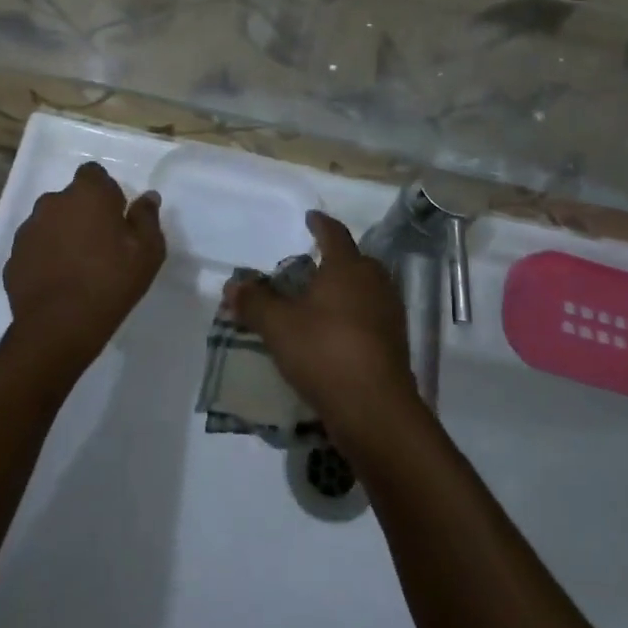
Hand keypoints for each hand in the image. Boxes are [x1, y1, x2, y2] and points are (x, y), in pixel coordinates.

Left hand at [2, 161, 165, 376]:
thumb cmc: (111, 281)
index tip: (116, 217)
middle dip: (83, 213)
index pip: (93, 174)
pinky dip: (45, 258)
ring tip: (78, 266)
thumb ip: (146, 217)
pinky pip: (35, 249)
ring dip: (62, 235)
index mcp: (87, 194)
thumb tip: (147, 197)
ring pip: (50, 223)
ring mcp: (28, 230)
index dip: (105, 192)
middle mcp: (52, 203)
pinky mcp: (13, 257)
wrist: (59, 327)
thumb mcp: (148, 250)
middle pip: (70, 199)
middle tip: (101, 244)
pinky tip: (59, 282)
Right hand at [226, 211, 419, 443]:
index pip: (334, 234)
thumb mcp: (278, 326)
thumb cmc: (325, 353)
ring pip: (365, 290)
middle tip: (310, 267)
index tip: (311, 217)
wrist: (375, 410)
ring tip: (319, 302)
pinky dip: (352, 318)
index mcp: (348, 267)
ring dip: (344, 291)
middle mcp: (374, 283)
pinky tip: (334, 335)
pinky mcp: (395, 344)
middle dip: (334, 261)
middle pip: (355, 261)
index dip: (320, 224)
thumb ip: (254, 301)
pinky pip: (370, 318)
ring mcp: (389, 314)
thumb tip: (232, 284)